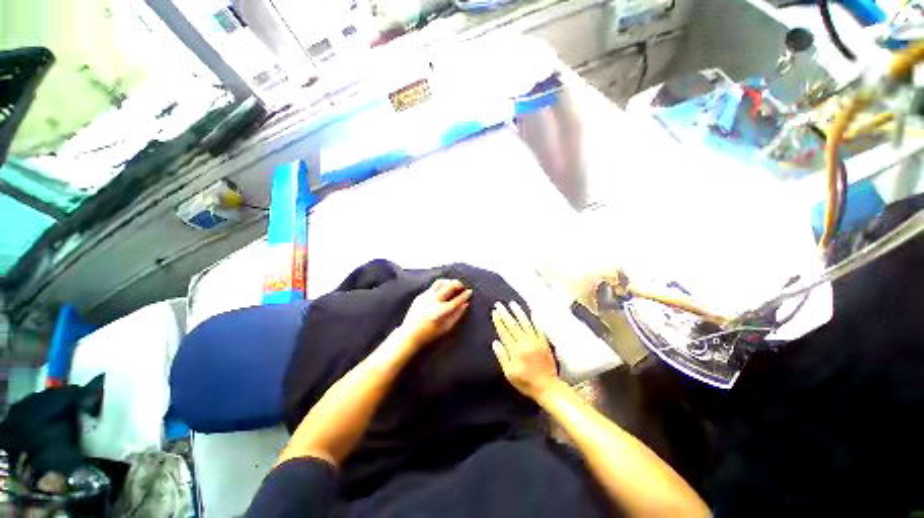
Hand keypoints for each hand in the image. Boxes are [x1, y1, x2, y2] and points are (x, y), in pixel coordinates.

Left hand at [401, 279, 471, 347]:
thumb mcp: (447, 327)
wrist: (409, 334)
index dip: (465, 295)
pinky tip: (443, 290)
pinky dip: (441, 286)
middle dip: (458, 284)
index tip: (470, 291)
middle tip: (462, 287)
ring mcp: (426, 296)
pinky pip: (433, 287)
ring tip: (454, 285)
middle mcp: (434, 300)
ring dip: (449, 282)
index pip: (457, 299)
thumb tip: (465, 304)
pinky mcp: (420, 295)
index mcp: (441, 311)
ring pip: (440, 282)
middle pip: (449, 286)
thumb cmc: (429, 334)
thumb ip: (457, 314)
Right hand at [491, 301, 559, 399]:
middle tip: (499, 304)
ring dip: (518, 312)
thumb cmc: (526, 382)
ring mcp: (536, 342)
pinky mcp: (544, 343)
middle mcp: (525, 343)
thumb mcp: (510, 373)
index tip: (494, 312)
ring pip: (526, 323)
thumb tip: (495, 342)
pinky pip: (539, 329)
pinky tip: (531, 313)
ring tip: (512, 304)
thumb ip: (502, 357)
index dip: (498, 321)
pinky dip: (535, 320)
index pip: (504, 332)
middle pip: (513, 325)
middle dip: (505, 314)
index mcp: (516, 351)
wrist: (548, 387)